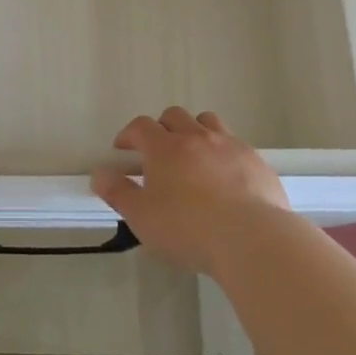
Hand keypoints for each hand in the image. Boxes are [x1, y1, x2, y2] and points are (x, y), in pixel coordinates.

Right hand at [90, 108, 288, 272]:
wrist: (251, 238)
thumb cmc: (188, 228)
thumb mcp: (142, 217)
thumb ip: (118, 193)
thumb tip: (99, 175)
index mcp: (165, 148)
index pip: (141, 126)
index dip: (128, 134)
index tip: (123, 149)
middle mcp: (197, 137)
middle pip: (174, 116)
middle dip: (161, 128)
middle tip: (157, 152)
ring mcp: (230, 145)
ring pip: (207, 122)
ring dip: (194, 131)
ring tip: (192, 155)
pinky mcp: (256, 160)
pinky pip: (235, 144)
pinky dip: (223, 152)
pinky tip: (225, 176)